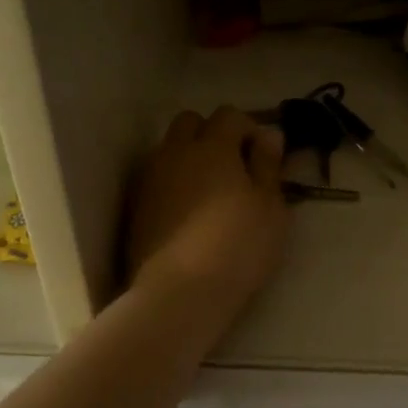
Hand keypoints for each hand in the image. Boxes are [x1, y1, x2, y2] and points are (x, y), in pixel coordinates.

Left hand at [127, 107, 290, 314]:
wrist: (179, 292)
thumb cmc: (238, 246)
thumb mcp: (271, 208)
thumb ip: (268, 166)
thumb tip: (269, 135)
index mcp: (213, 147)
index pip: (230, 115)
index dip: (249, 129)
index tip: (264, 157)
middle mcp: (175, 153)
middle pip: (190, 122)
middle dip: (212, 134)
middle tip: (234, 167)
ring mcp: (151, 179)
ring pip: (169, 149)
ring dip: (190, 158)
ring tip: (210, 192)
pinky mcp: (136, 207)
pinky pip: (157, 178)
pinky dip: (173, 183)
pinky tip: (188, 213)